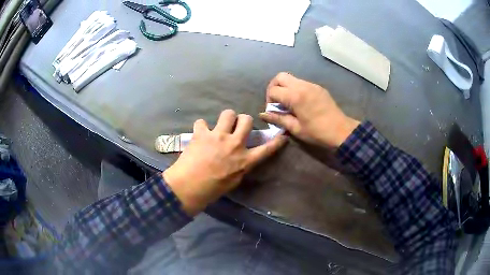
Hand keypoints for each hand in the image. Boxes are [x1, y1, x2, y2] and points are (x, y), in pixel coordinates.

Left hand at [163, 110, 286, 215]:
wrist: (189, 187)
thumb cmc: (213, 189)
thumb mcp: (234, 181)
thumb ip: (241, 166)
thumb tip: (242, 158)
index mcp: (244, 160)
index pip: (266, 149)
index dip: (276, 141)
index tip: (282, 135)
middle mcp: (235, 144)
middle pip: (247, 120)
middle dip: (244, 120)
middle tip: (238, 126)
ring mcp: (218, 136)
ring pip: (228, 113)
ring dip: (226, 118)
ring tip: (220, 126)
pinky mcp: (202, 133)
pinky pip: (202, 122)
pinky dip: (201, 127)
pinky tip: (199, 134)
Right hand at [259, 72, 359, 147]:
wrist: (341, 131)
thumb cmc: (317, 132)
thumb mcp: (295, 128)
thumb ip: (278, 119)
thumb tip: (262, 115)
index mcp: (295, 96)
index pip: (273, 90)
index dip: (269, 101)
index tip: (273, 112)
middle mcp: (302, 85)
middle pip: (280, 77)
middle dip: (274, 87)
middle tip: (276, 102)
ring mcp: (311, 85)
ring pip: (291, 78)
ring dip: (285, 88)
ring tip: (288, 103)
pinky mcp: (318, 87)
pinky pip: (302, 83)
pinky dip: (295, 89)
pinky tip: (300, 103)